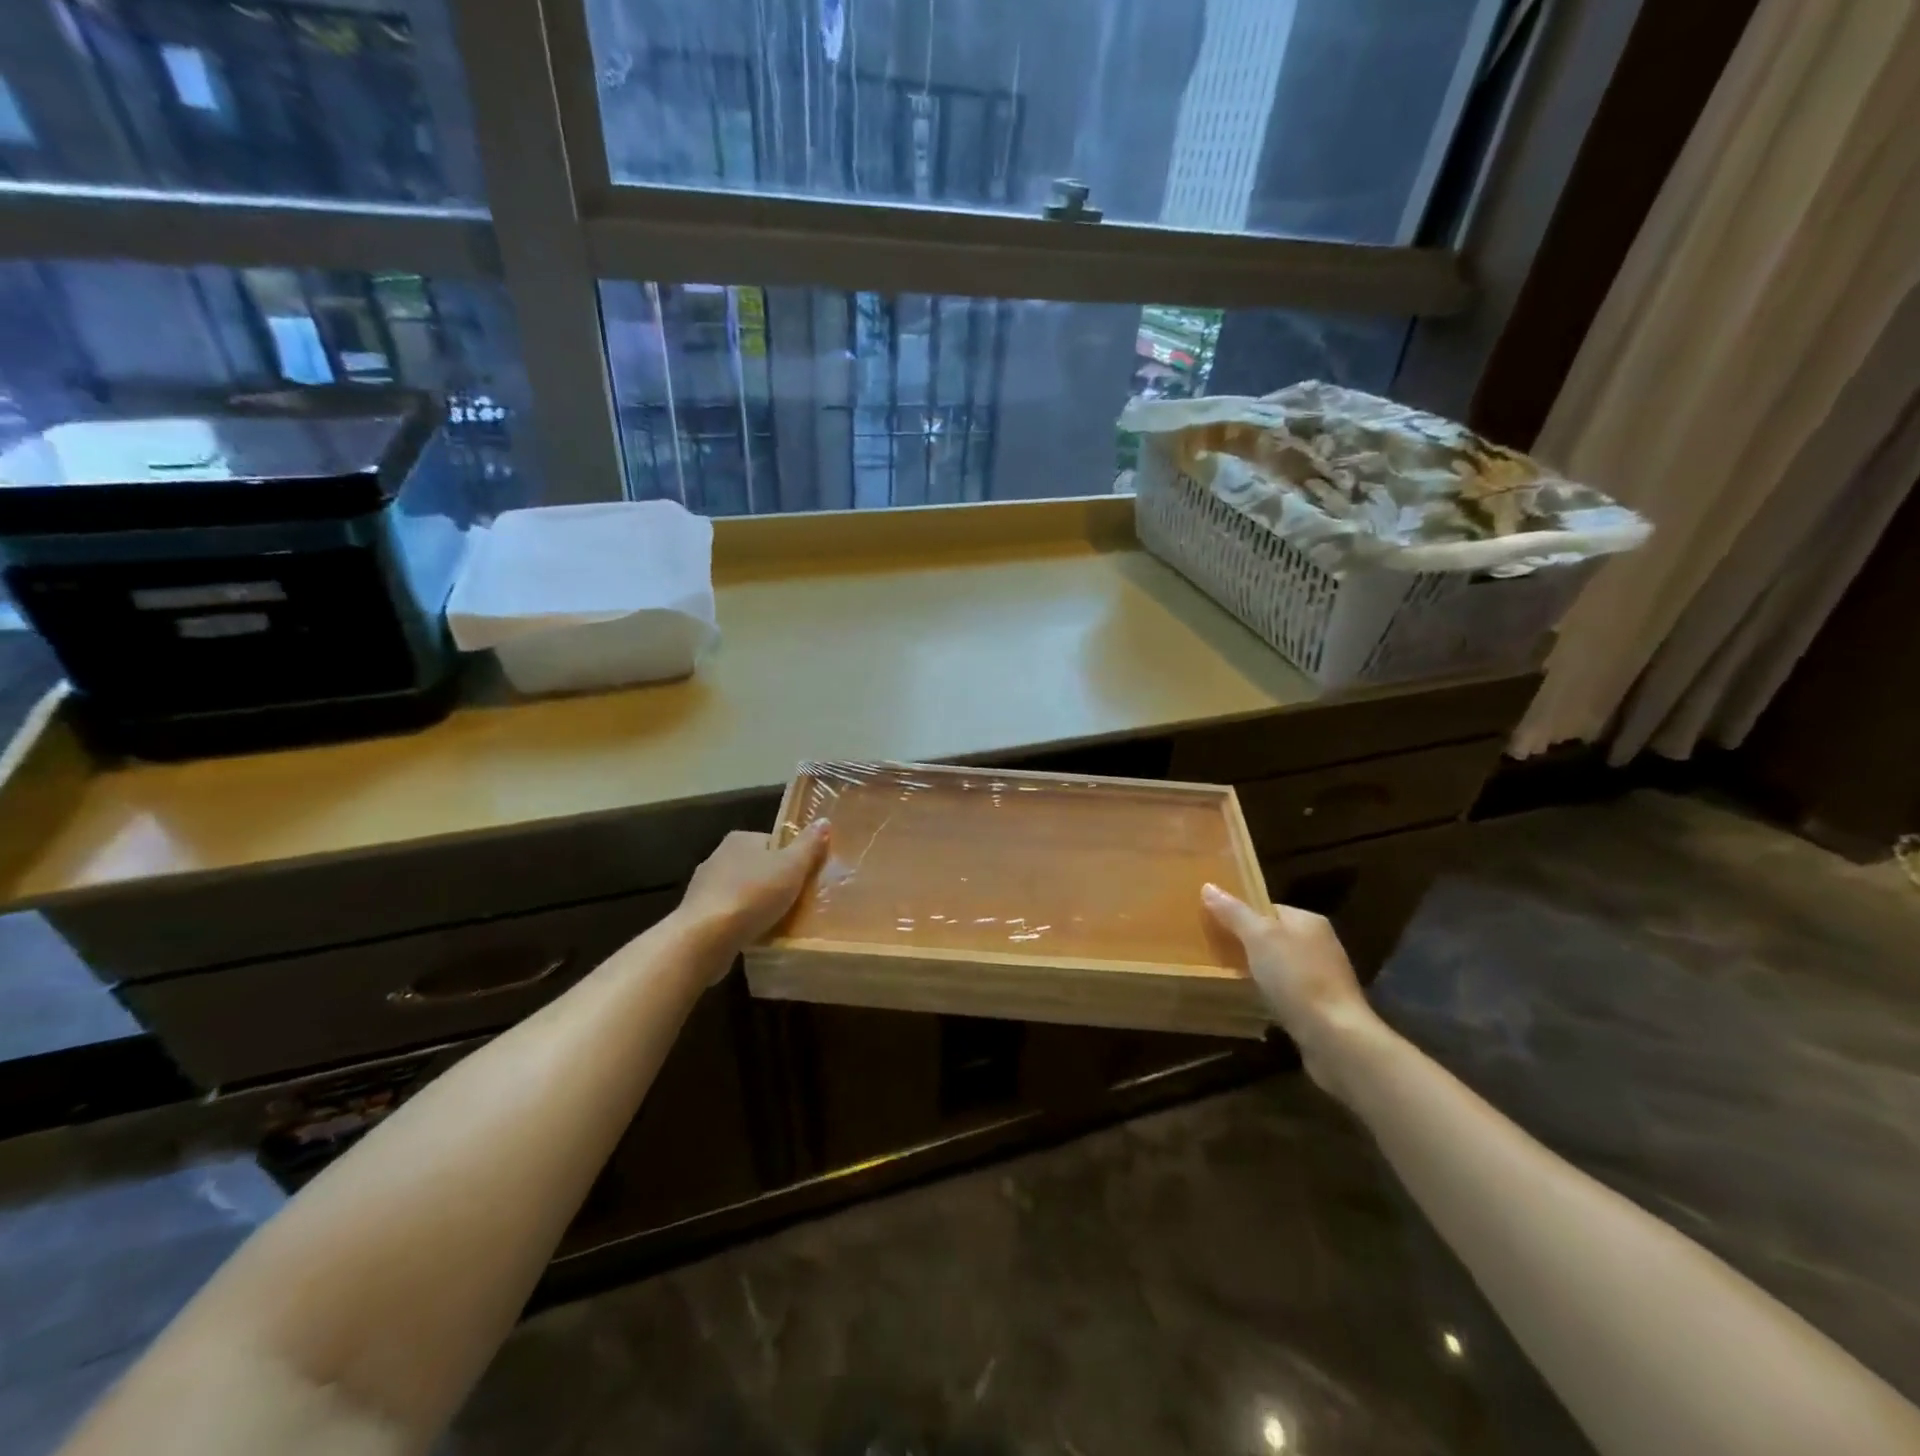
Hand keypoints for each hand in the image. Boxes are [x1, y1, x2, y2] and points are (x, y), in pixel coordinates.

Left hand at [678, 822, 830, 960]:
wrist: (705, 937)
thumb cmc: (753, 895)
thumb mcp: (792, 867)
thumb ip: (809, 845)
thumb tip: (823, 821)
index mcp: (740, 839)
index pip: (773, 843)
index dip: (791, 860)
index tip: (804, 879)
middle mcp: (718, 856)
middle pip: (757, 867)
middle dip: (774, 883)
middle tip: (795, 902)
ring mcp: (704, 887)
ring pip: (741, 891)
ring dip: (756, 904)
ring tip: (776, 922)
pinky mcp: (697, 915)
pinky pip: (728, 914)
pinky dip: (741, 922)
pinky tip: (753, 935)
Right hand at [1201, 883, 1385, 1097]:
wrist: (1335, 1037)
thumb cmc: (1296, 978)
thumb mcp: (1258, 937)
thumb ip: (1234, 912)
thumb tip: (1208, 886)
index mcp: (1308, 921)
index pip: (1267, 908)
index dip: (1240, 914)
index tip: (1214, 925)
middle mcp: (1320, 944)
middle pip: (1273, 936)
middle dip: (1247, 944)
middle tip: (1215, 951)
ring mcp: (1323, 977)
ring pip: (1279, 965)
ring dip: (1258, 970)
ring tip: (1228, 977)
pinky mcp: (1322, 1006)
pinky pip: (1287, 991)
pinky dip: (1270, 993)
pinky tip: (1254, 1001)